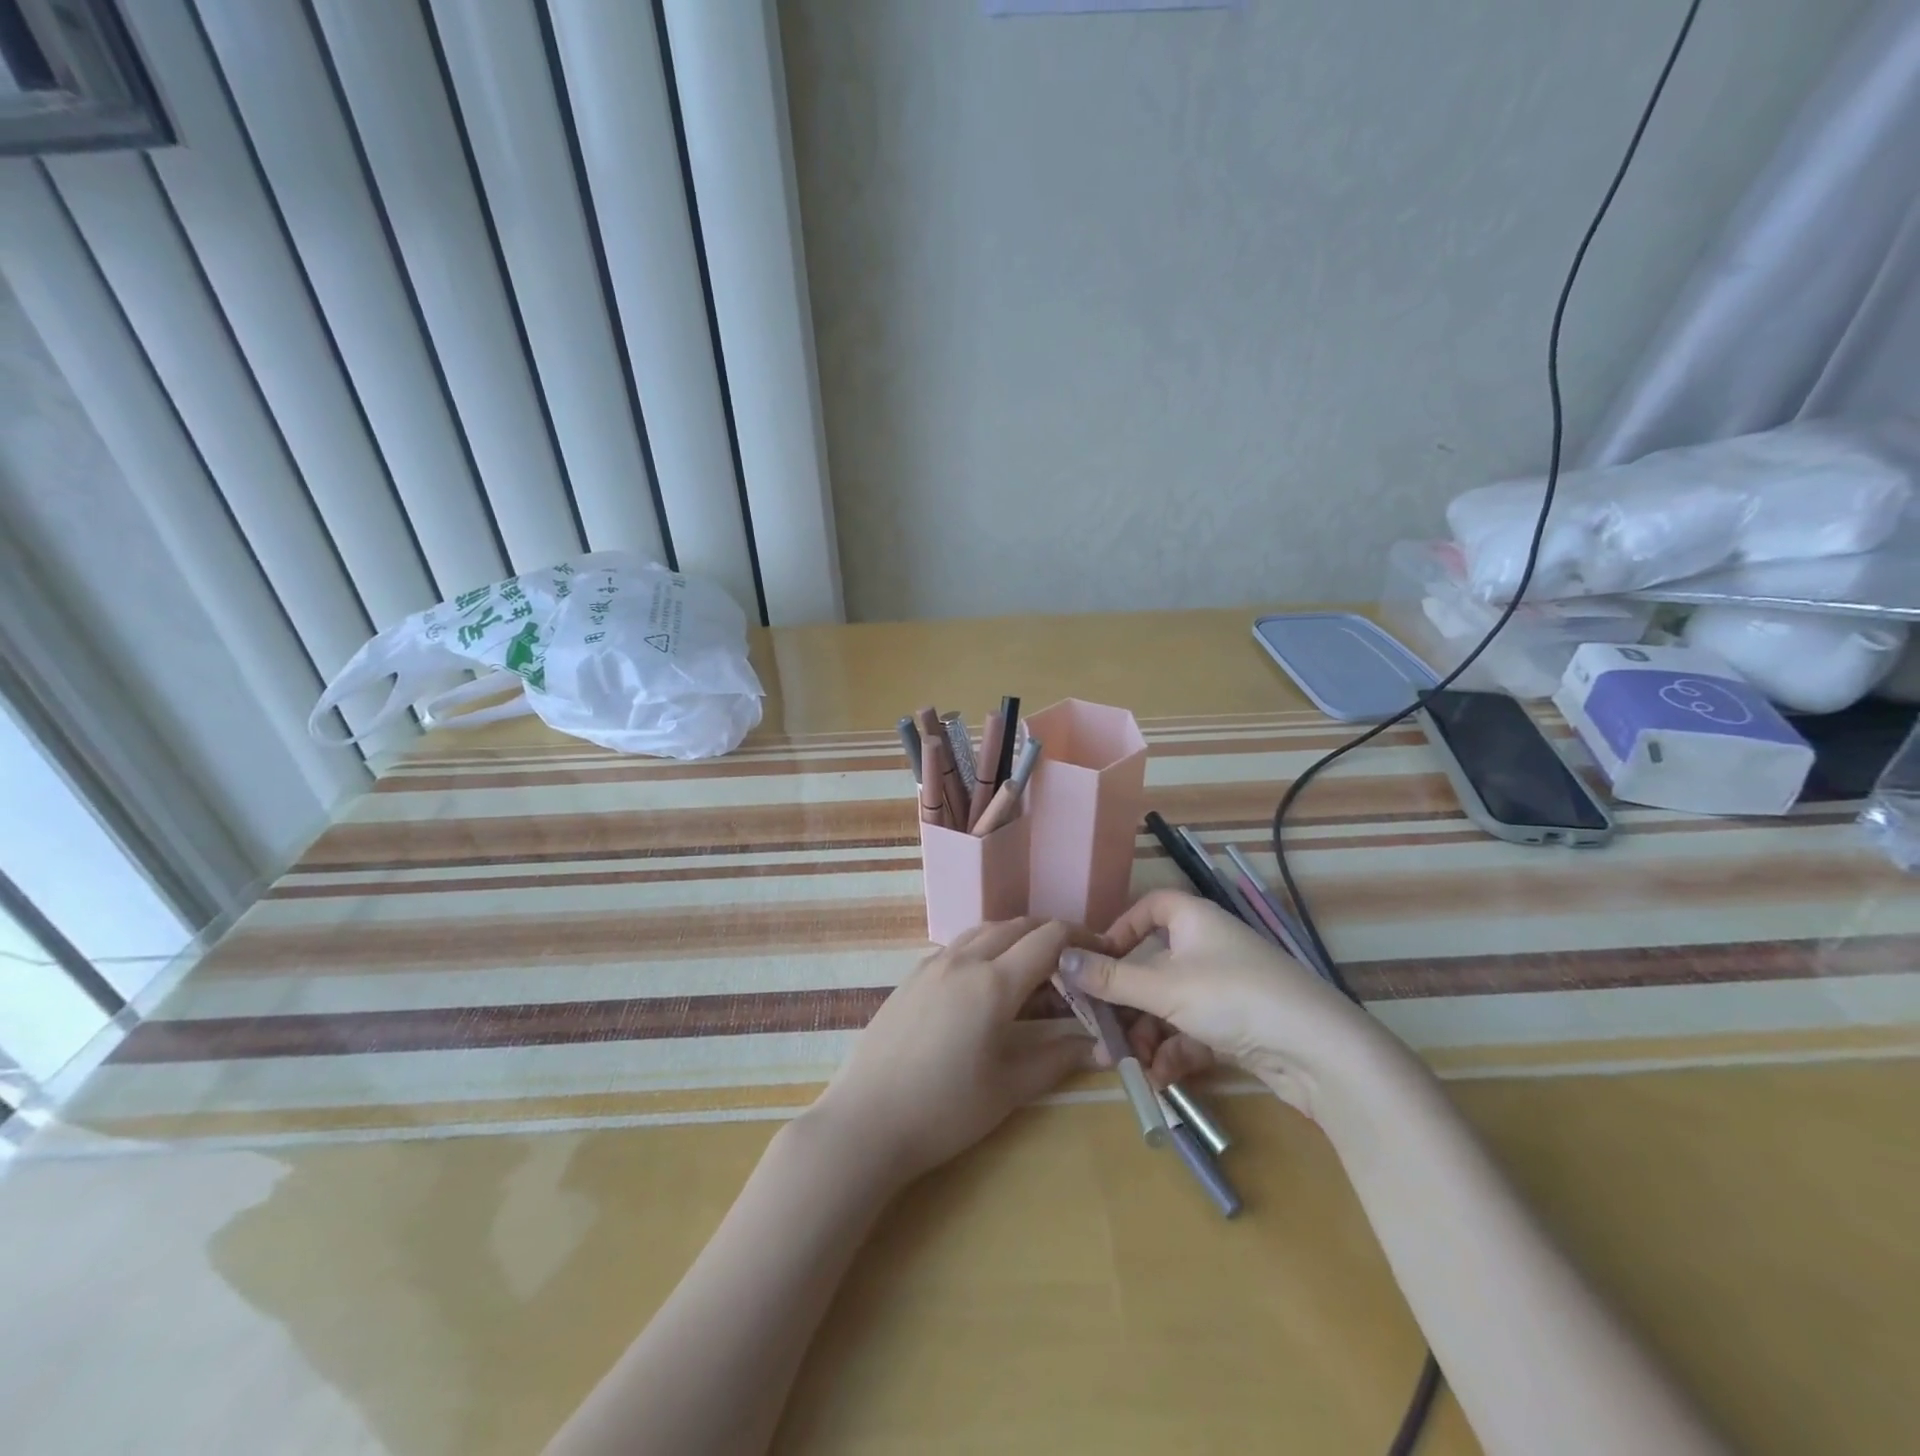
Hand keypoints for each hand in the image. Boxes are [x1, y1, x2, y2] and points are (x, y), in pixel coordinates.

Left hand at [808, 918, 1100, 1187]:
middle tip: (1073, 963)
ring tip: (1034, 970)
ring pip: (985, 931)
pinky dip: (985, 948)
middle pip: (1017, 926)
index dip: (1081, 938)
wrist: (866, 1120)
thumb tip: (1103, 1046)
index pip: (1048, 938)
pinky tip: (986, 983)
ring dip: (1016, 938)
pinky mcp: (912, 976)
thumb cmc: (944, 1109)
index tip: (1102, 953)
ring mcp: (932, 964)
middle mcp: (963, 959)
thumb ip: (1059, 1058)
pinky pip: (958, 946)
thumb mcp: (1010, 1087)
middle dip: (1051, 936)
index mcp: (993, 982)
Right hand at [1059, 890, 1388, 1118]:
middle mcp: (1209, 948)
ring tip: (1129, 1066)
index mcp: (1194, 920)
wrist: (1319, 1052)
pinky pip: (1193, 1032)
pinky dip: (1174, 1053)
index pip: (1152, 907)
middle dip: (1126, 1001)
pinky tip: (1161, 1081)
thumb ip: (1110, 977)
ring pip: (1171, 1005)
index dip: (1122, 928)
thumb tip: (1060, 958)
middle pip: (1155, 965)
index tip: (1097, 958)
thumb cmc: (1232, 997)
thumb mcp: (1163, 987)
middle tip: (1101, 1029)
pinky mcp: (1239, 1026)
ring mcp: (1226, 989)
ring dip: (1146, 1035)